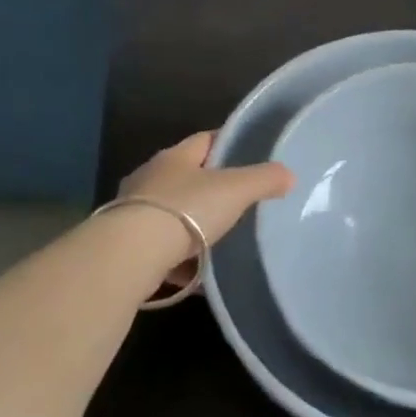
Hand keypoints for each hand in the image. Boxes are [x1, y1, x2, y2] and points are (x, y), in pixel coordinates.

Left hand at [118, 132, 293, 281]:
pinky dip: (180, 260)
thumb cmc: (186, 210)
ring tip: (221, 241)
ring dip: (193, 226)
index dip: (228, 144)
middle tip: (240, 202)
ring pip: (172, 214)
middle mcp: (150, 178)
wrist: (130, 255)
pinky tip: (197, 276)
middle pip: (186, 177)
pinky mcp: (127, 245)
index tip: (250, 155)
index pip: (205, 140)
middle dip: (211, 189)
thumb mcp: (235, 190)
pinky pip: (161, 249)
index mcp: (175, 157)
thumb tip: (289, 174)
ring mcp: (134, 212)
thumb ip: (264, 179)